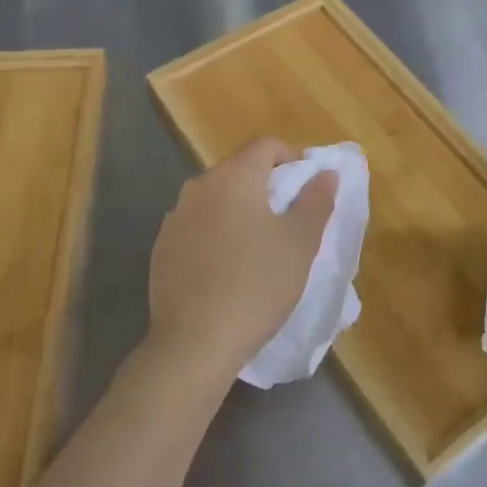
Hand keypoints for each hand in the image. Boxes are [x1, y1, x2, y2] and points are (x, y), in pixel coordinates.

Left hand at [147, 137, 337, 390]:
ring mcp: (175, 217)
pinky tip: (226, 268)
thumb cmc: (257, 285)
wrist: (194, 342)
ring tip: (257, 246)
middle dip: (265, 185)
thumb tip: (325, 173)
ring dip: (239, 209)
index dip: (291, 158)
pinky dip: (215, 233)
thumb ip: (316, 200)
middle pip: (238, 169)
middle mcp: (199, 186)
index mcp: (233, 177)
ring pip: (216, 198)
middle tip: (287, 219)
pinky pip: (196, 225)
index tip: (305, 188)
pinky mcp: (161, 247)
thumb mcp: (300, 243)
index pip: (265, 145)